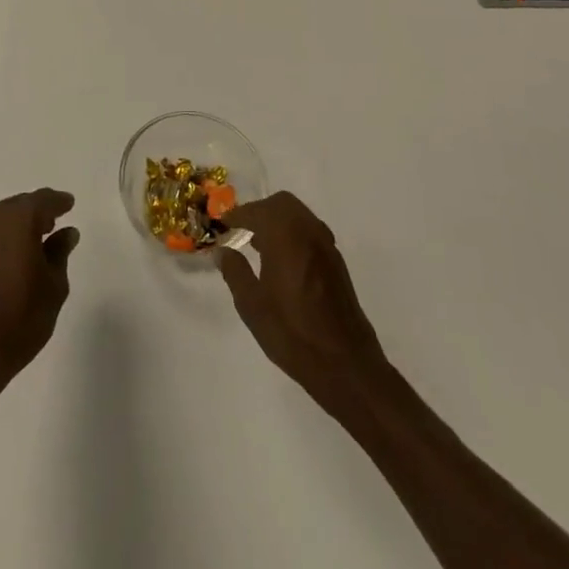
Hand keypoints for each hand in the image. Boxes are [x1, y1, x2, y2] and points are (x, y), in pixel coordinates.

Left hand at [0, 189, 78, 419]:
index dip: (59, 202)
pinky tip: (18, 255)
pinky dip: (7, 237)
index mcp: (18, 219)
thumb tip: (66, 233)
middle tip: (57, 222)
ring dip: (21, 224)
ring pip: (5, 218)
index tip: (70, 204)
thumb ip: (59, 254)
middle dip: (39, 211)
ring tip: (40, 240)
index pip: (44, 200)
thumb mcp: (53, 288)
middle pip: (21, 205)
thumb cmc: (19, 320)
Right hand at [218, 191, 392, 412]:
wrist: (345, 365)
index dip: (237, 215)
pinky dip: (294, 234)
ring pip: (299, 216)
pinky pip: (311, 232)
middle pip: (282, 204)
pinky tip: (283, 261)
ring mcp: (327, 246)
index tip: (223, 224)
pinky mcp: (337, 263)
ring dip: (278, 221)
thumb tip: (222, 251)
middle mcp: (309, 232)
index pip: (257, 211)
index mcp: (285, 236)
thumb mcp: (252, 305)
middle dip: (260, 211)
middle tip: (242, 229)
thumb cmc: (292, 333)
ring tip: (258, 245)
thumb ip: (235, 272)